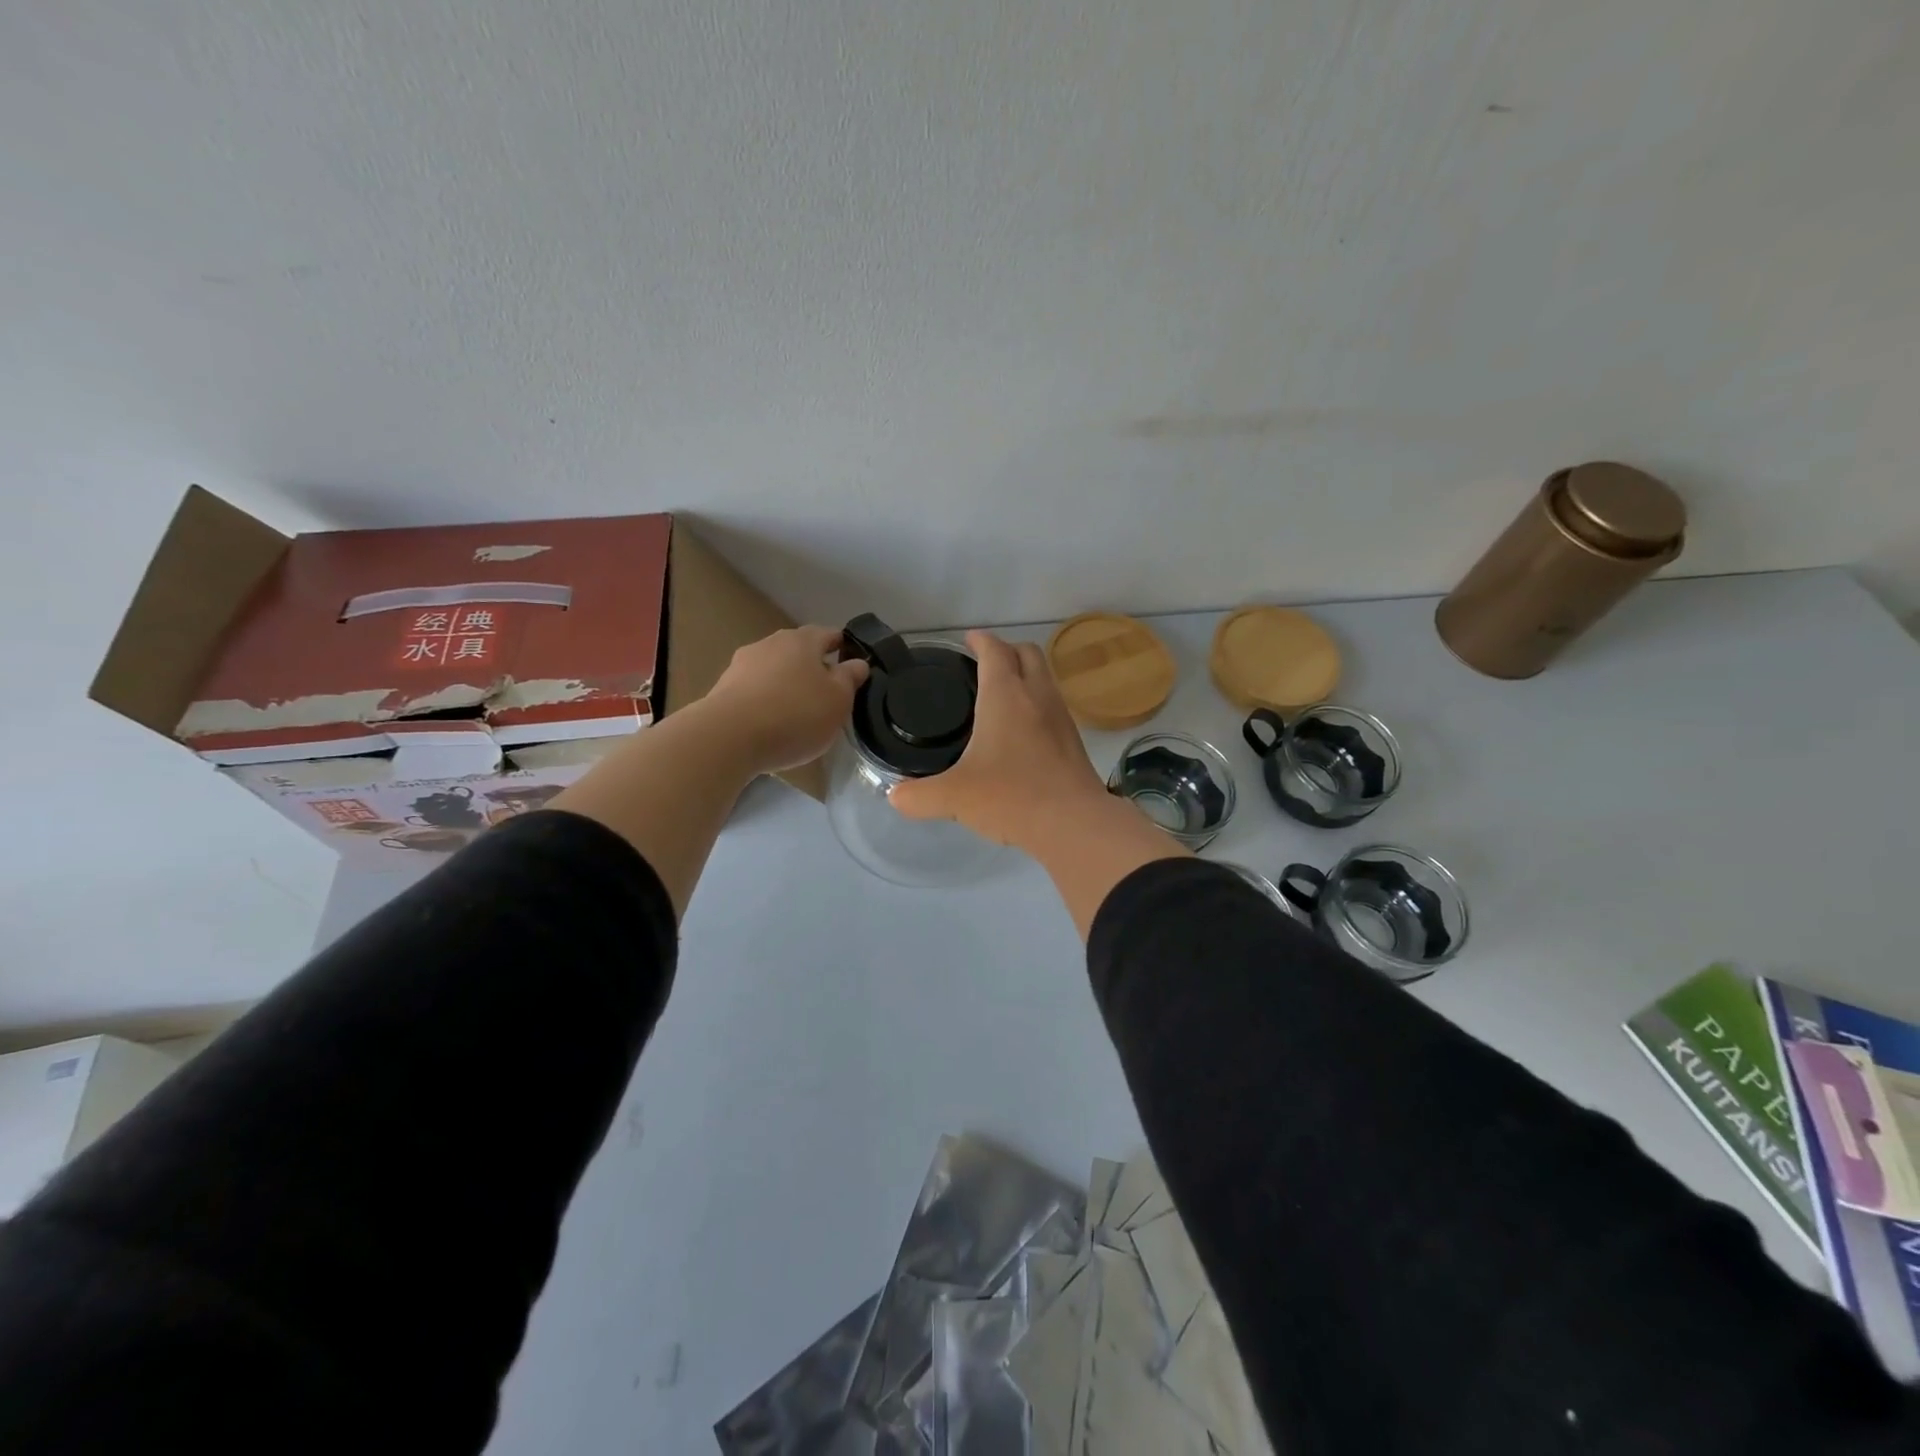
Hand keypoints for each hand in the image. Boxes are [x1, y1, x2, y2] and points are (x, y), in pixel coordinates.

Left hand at [701, 625, 868, 774]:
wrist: (729, 737)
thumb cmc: (795, 714)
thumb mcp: (838, 700)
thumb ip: (850, 678)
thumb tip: (858, 662)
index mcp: (802, 640)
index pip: (830, 634)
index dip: (844, 647)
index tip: (853, 665)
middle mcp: (770, 643)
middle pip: (799, 651)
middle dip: (814, 668)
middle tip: (828, 694)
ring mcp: (742, 665)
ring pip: (775, 670)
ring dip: (788, 685)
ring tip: (799, 713)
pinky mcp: (724, 689)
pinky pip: (755, 691)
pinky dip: (767, 701)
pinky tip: (772, 724)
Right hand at [889, 631, 1108, 850]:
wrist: (1074, 823)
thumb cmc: (1011, 796)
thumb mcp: (954, 797)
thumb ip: (918, 795)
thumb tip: (895, 796)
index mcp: (1005, 694)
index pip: (994, 649)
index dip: (980, 640)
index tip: (967, 641)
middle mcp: (1037, 695)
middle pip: (1027, 653)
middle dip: (1006, 650)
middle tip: (983, 665)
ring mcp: (1060, 716)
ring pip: (1044, 678)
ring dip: (1024, 676)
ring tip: (1000, 697)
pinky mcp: (1073, 740)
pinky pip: (1053, 706)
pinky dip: (1036, 704)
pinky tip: (1021, 732)